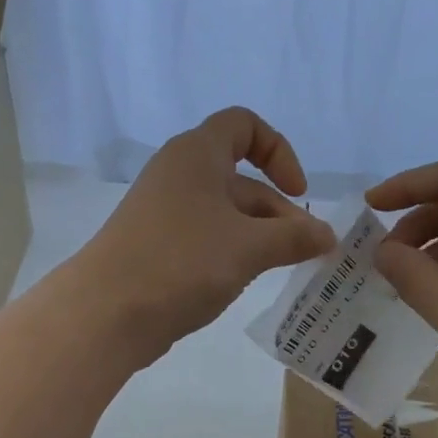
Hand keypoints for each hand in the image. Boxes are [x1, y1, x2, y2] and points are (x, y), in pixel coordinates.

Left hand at [77, 107, 335, 361]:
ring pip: (224, 215)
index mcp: (197, 154)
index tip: (298, 193)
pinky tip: (243, 281)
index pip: (244, 125)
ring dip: (258, 237)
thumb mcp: (249, 247)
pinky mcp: (156, 248)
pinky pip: (204, 240)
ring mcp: (164, 214)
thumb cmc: (183, 263)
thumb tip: (328, 236)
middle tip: (305, 251)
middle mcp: (178, 175)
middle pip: (240, 179)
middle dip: (277, 211)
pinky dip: (230, 254)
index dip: (279, 151)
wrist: (109, 312)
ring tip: (281, 270)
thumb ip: (294, 238)